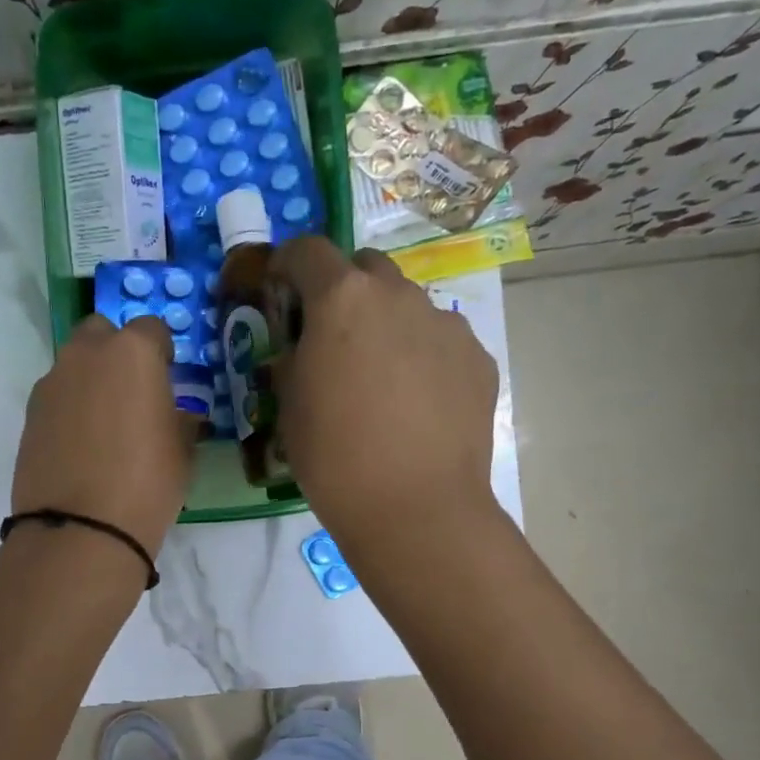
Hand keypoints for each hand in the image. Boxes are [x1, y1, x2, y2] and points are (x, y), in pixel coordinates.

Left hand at [11, 314, 198, 559]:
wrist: (81, 527)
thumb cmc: (147, 483)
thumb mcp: (182, 451)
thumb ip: (180, 420)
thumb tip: (177, 415)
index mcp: (132, 352)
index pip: (151, 329)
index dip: (162, 352)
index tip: (168, 378)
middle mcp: (86, 355)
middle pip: (102, 332)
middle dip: (117, 352)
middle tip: (133, 392)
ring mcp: (51, 384)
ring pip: (74, 365)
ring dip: (91, 380)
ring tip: (106, 425)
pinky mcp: (29, 415)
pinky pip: (56, 398)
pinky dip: (70, 409)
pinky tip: (81, 446)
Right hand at [271, 238, 497, 559]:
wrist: (414, 507)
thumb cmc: (334, 458)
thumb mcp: (289, 408)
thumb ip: (292, 361)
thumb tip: (301, 350)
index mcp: (342, 300)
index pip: (309, 251)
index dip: (289, 264)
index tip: (282, 288)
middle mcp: (398, 296)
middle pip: (366, 267)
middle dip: (344, 288)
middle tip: (333, 336)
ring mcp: (445, 324)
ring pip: (408, 305)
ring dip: (387, 324)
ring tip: (381, 378)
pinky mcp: (477, 358)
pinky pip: (441, 341)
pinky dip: (423, 356)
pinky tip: (417, 403)